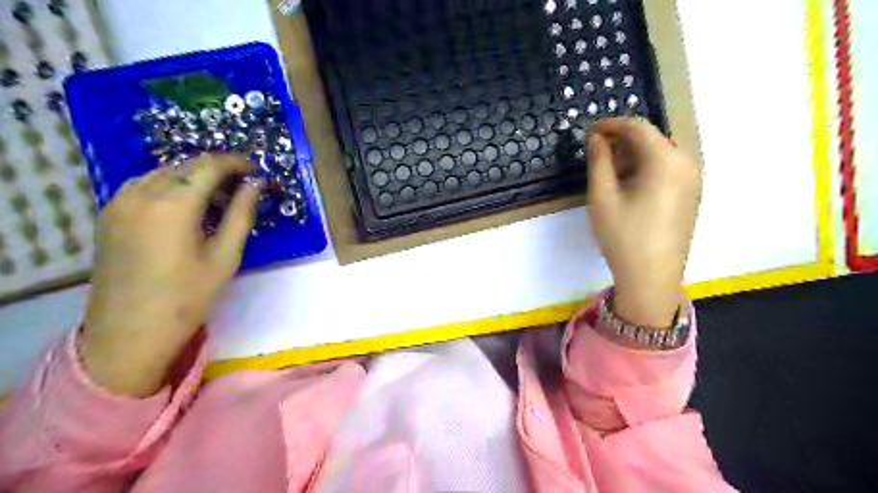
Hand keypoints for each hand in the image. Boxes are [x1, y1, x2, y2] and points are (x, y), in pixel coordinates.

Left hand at [81, 156, 260, 397]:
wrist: (129, 332)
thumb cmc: (187, 296)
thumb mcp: (225, 255)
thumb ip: (241, 214)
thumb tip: (256, 184)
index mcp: (173, 204)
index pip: (209, 166)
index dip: (236, 163)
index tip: (255, 169)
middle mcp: (141, 193)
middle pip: (185, 166)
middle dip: (216, 169)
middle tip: (242, 185)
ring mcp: (118, 202)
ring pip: (163, 173)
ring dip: (193, 177)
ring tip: (217, 197)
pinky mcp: (109, 214)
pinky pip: (144, 185)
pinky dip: (170, 186)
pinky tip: (185, 206)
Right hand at [586, 118, 704, 328]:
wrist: (651, 278)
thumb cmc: (623, 236)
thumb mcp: (602, 197)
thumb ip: (598, 161)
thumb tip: (595, 137)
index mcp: (666, 160)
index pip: (638, 127)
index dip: (611, 124)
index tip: (589, 131)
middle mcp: (687, 164)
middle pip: (652, 139)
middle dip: (622, 142)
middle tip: (596, 155)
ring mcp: (693, 181)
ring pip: (660, 155)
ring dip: (633, 157)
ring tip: (609, 175)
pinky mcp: (691, 196)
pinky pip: (667, 170)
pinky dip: (646, 170)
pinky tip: (628, 189)